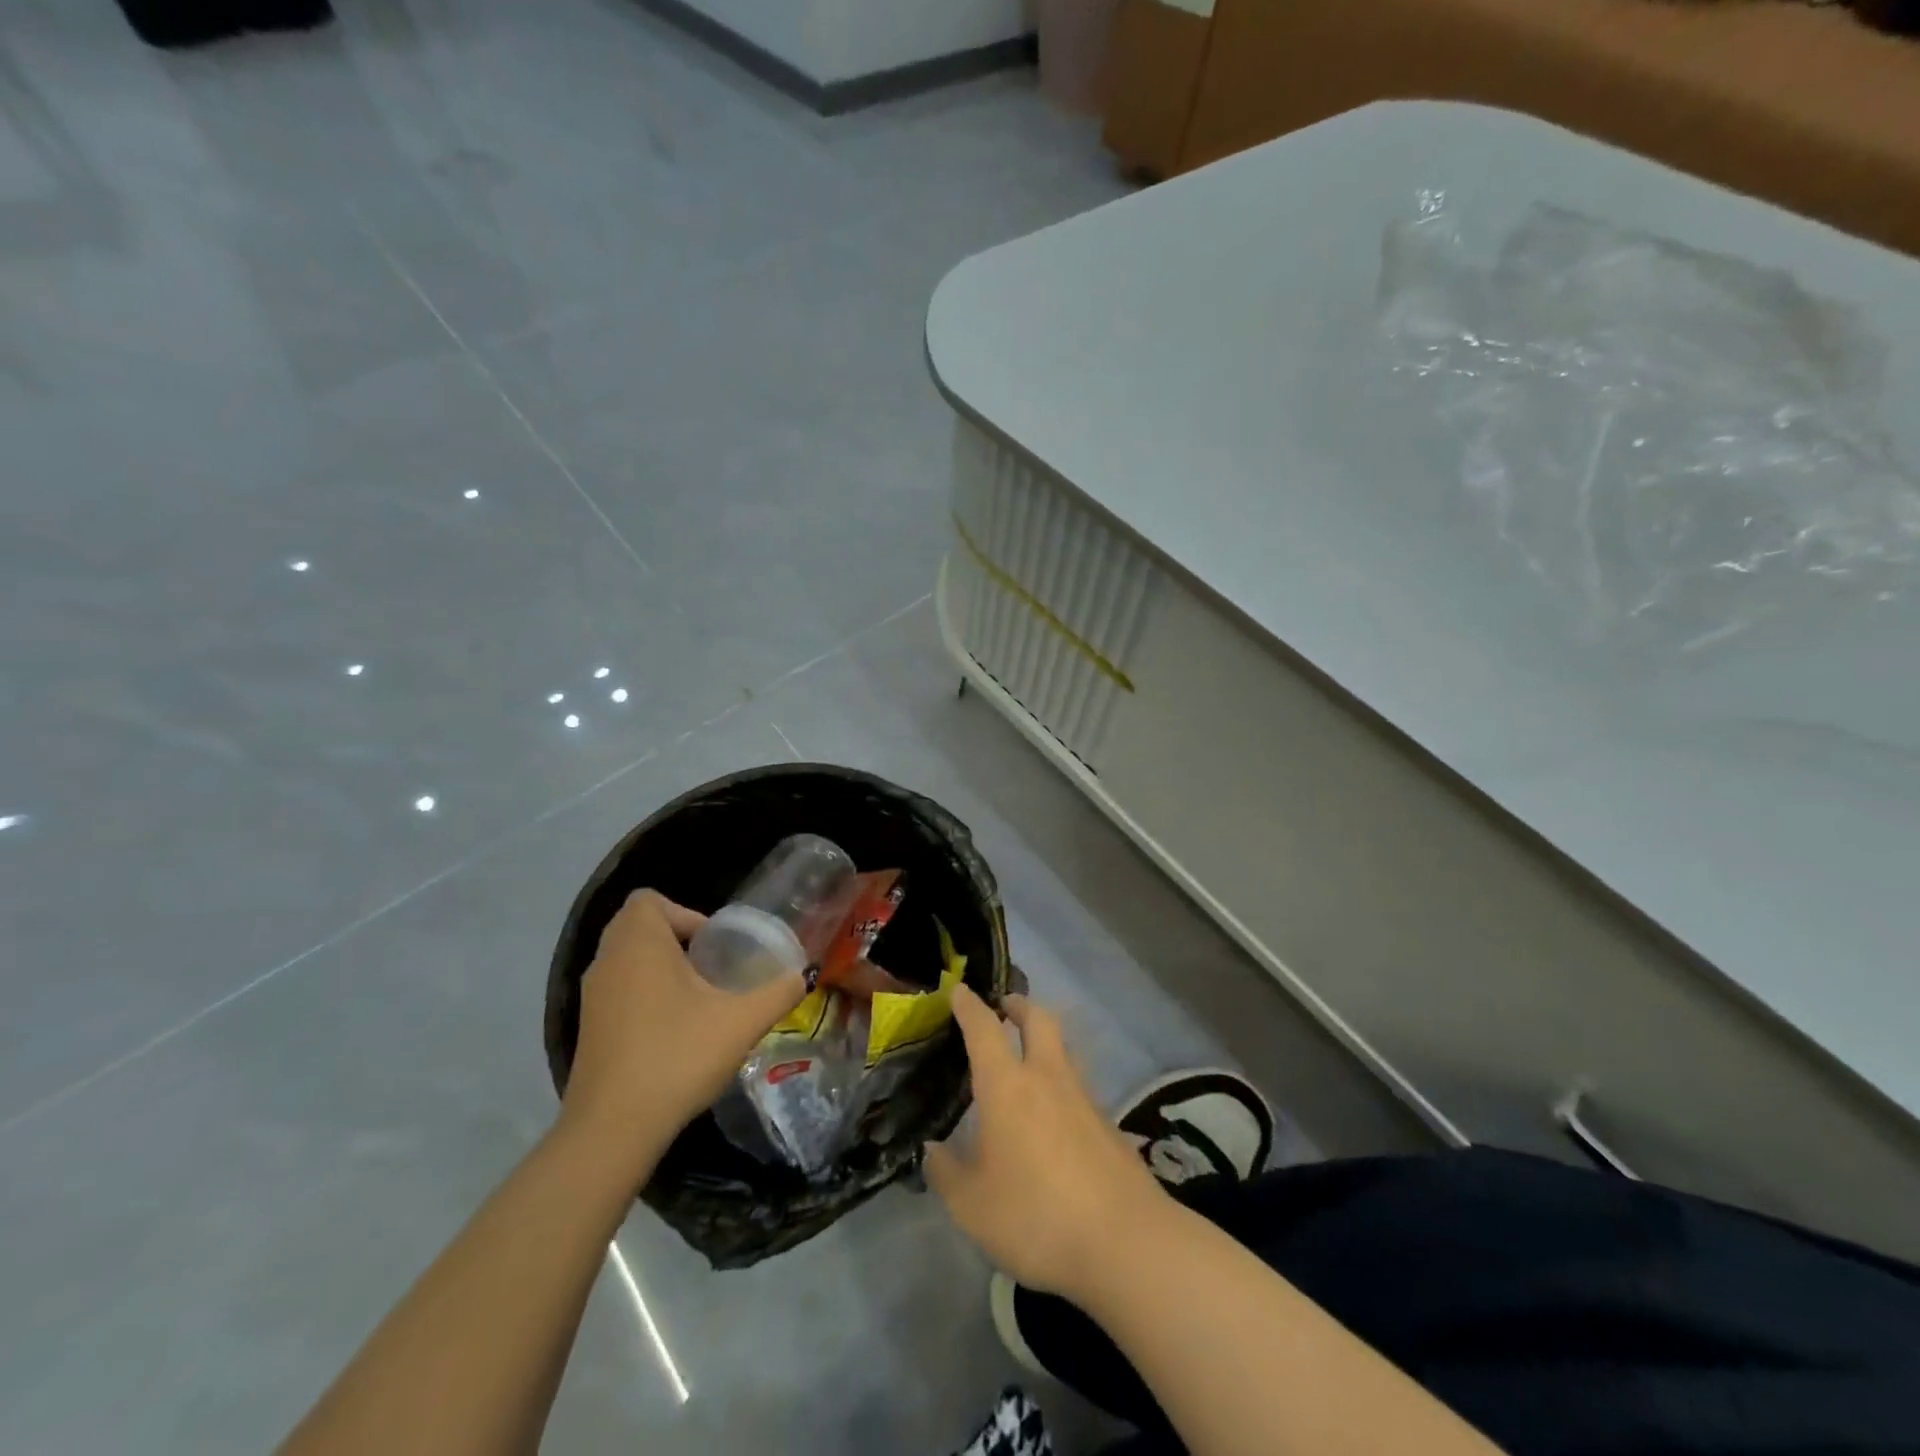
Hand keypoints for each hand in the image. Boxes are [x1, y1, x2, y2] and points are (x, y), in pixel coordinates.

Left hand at [560, 890, 805, 1164]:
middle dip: (676, 937)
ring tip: (698, 997)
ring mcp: (592, 997)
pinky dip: (642, 994)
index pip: (648, 900)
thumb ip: (778, 992)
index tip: (714, 944)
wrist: (613, 1129)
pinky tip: (673, 1029)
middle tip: (711, 966)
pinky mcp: (587, 1029)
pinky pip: (617, 990)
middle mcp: (608, 961)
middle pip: (637, 925)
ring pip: (626, 959)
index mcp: (639, 944)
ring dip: (659, 966)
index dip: (685, 912)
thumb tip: (804, 974)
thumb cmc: (678, 1056)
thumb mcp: (742, 1022)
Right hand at [927, 986, 1169, 1301]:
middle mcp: (1047, 1078)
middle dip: (1019, 1005)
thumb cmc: (1036, 1216)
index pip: (984, 1029)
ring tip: (1028, 1058)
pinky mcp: (1109, 1124)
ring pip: (1063, 1049)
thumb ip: (946, 1173)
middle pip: (1038, 1019)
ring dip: (1045, 1040)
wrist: (1125, 1242)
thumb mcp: (972, 1206)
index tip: (959, 990)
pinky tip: (1055, 1116)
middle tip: (1004, 1007)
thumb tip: (933, 1150)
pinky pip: (1079, 1087)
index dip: (969, 1006)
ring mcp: (1084, 1098)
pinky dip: (1062, 1084)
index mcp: (1007, 1086)